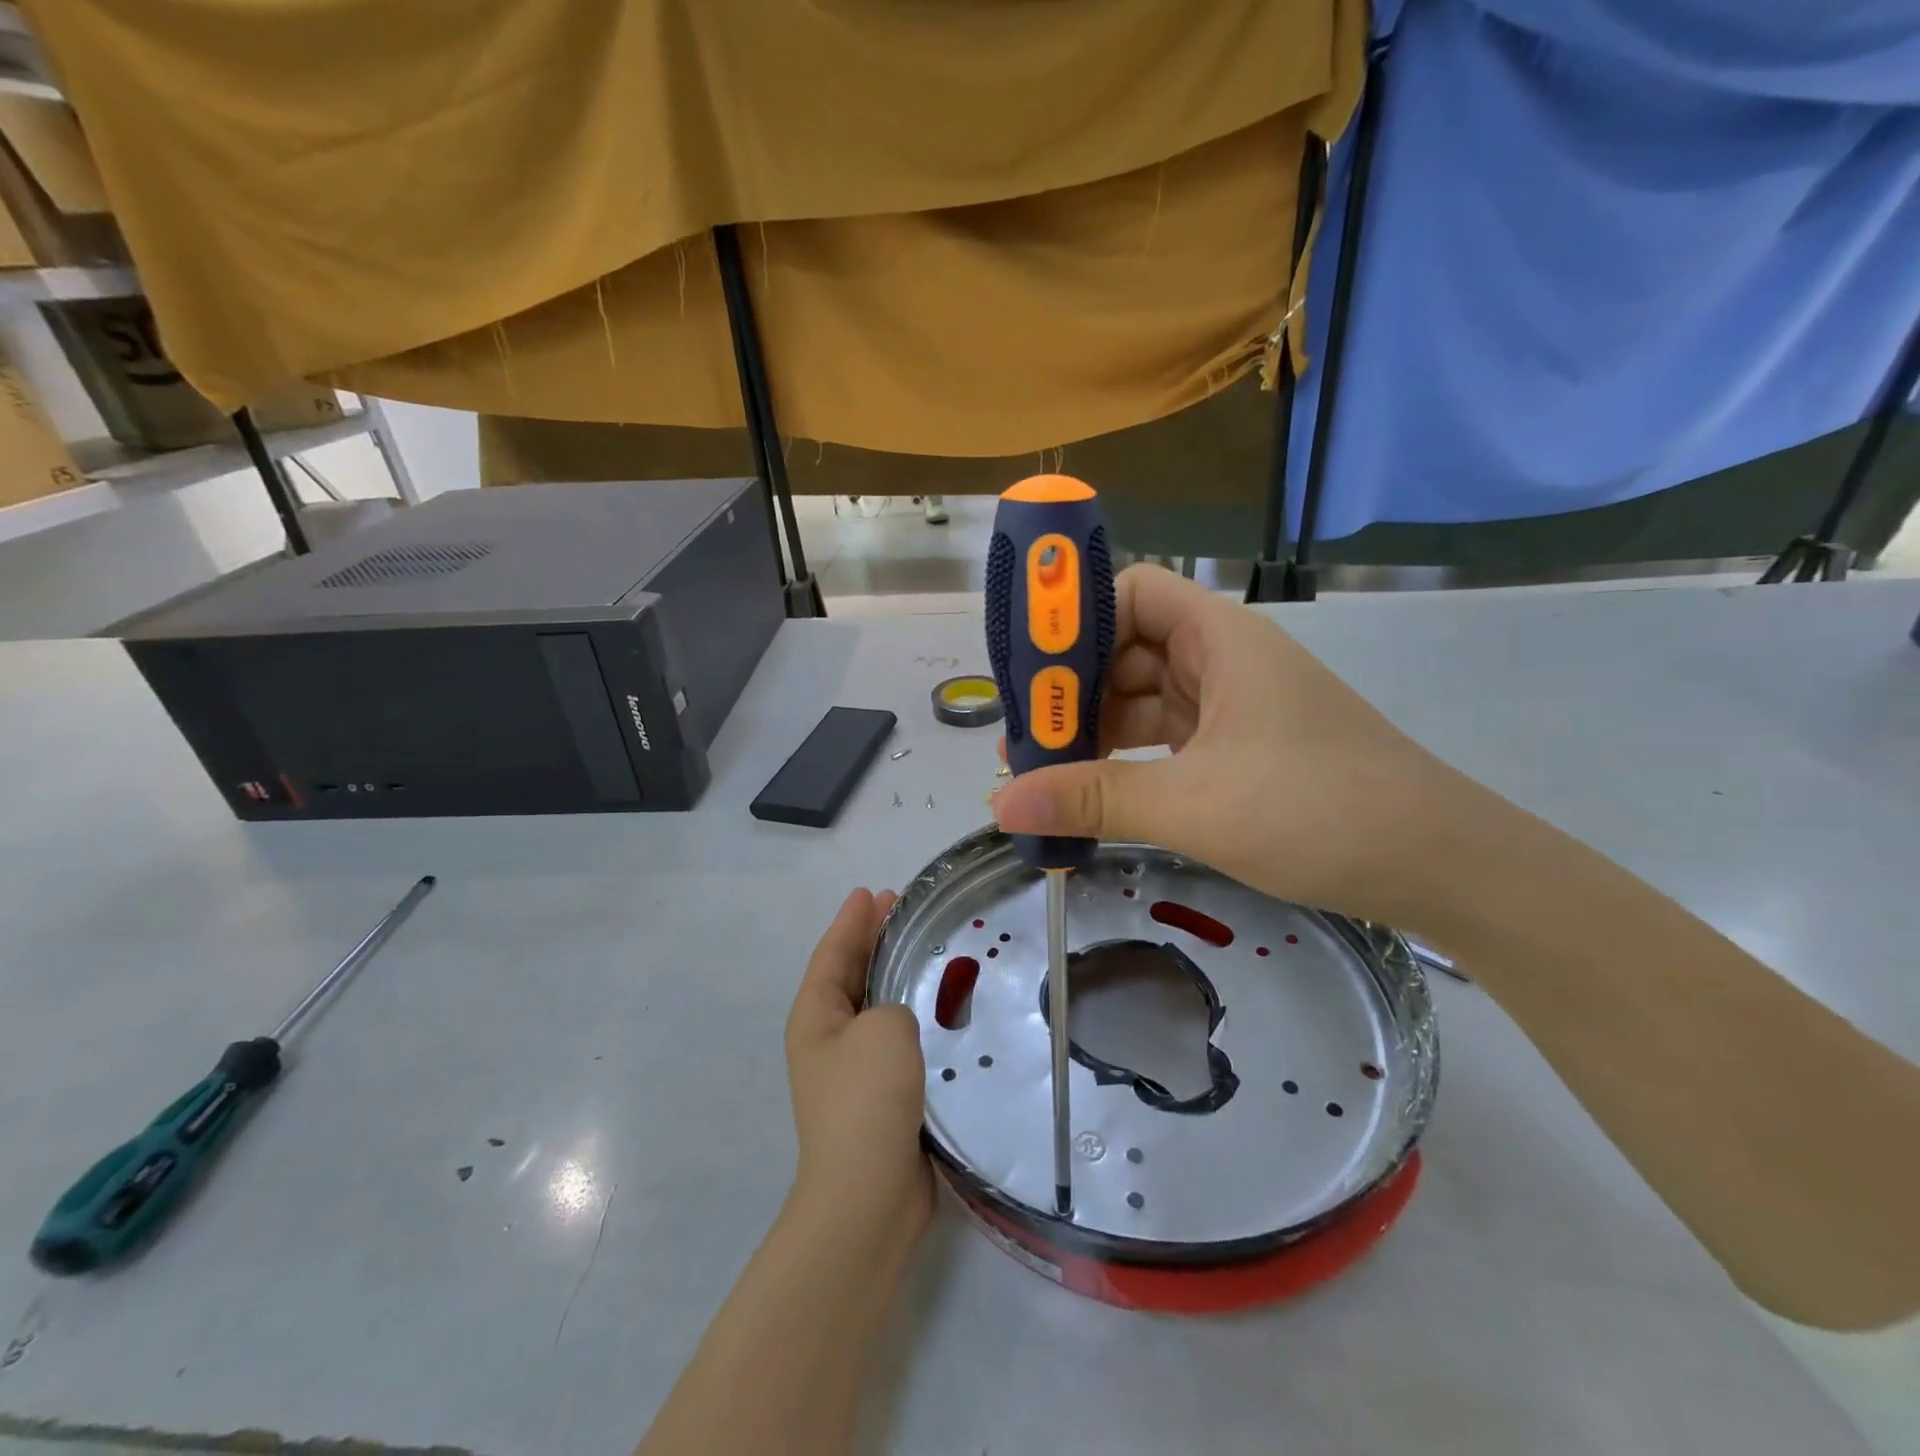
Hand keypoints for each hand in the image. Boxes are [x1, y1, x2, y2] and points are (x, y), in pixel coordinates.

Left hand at [784, 888, 932, 1241]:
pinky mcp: (880, 1097)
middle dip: (872, 939)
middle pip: (850, 974)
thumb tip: (900, 1022)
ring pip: (875, 1006)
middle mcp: (827, 1038)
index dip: (851, 919)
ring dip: (894, 976)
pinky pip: (896, 1040)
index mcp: (815, 1016)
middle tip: (900, 907)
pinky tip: (940, 1010)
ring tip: (923, 949)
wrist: (868, 1196)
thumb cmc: (868, 1098)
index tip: (871, 890)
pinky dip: (913, 1016)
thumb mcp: (884, 1028)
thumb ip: (894, 1004)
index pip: (833, 952)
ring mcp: (851, 1071)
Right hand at [991, 565, 1477, 926]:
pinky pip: (1165, 738)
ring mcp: (1232, 706)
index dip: (1076, 620)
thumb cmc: (1317, 809)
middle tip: (1022, 737)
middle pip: (1127, 648)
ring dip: (1095, 730)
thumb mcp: (1193, 804)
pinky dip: (1127, 758)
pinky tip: (1094, 790)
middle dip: (1072, 689)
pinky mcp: (1238, 749)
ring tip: (1043, 772)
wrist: (1437, 865)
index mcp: (1219, 637)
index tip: (1028, 672)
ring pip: (1143, 698)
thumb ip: (1093, 799)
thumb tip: (1001, 804)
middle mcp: (1223, 659)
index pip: (1131, 591)